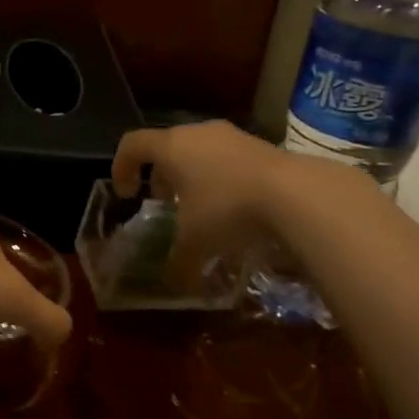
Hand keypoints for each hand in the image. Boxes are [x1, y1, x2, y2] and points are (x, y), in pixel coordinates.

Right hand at [112, 120, 359, 278]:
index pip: (132, 144)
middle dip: (159, 175)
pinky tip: (233, 205)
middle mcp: (197, 133)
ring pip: (198, 150)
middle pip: (166, 146)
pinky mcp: (260, 144)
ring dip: (191, 175)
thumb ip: (178, 262)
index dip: (121, 167)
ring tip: (199, 206)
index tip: (126, 194)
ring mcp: (231, 135)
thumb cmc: (228, 208)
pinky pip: (226, 157)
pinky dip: (219, 176)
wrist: (297, 193)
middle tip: (163, 203)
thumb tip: (172, 285)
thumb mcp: (196, 242)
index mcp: (171, 147)